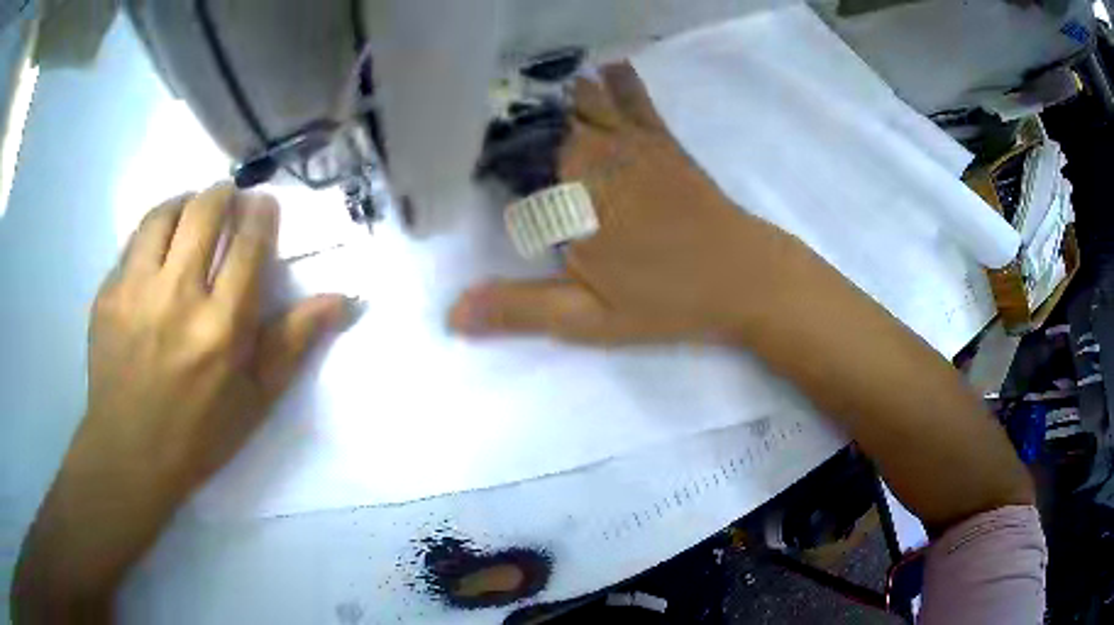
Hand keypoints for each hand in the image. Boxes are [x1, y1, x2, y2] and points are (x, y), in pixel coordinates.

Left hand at [13, 184, 348, 620]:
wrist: (130, 455)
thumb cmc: (199, 434)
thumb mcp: (256, 399)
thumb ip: (295, 341)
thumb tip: (345, 299)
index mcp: (222, 328)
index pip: (249, 243)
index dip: (261, 214)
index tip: (264, 207)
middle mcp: (177, 298)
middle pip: (205, 211)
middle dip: (224, 194)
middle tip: (229, 199)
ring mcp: (135, 292)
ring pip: (164, 215)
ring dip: (185, 202)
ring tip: (191, 212)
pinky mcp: (107, 295)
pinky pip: (133, 244)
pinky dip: (152, 234)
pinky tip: (157, 250)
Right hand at [450, 63, 812, 343]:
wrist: (747, 277)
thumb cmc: (669, 301)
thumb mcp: (589, 319)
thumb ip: (519, 309)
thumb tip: (451, 315)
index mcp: (570, 197)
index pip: (510, 163)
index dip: (484, 156)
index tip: (458, 152)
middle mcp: (596, 157)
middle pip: (543, 123)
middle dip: (511, 116)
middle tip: (485, 110)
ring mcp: (634, 143)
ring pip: (584, 103)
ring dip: (553, 92)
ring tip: (524, 79)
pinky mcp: (664, 142)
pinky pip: (636, 100)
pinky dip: (618, 80)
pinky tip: (605, 65)